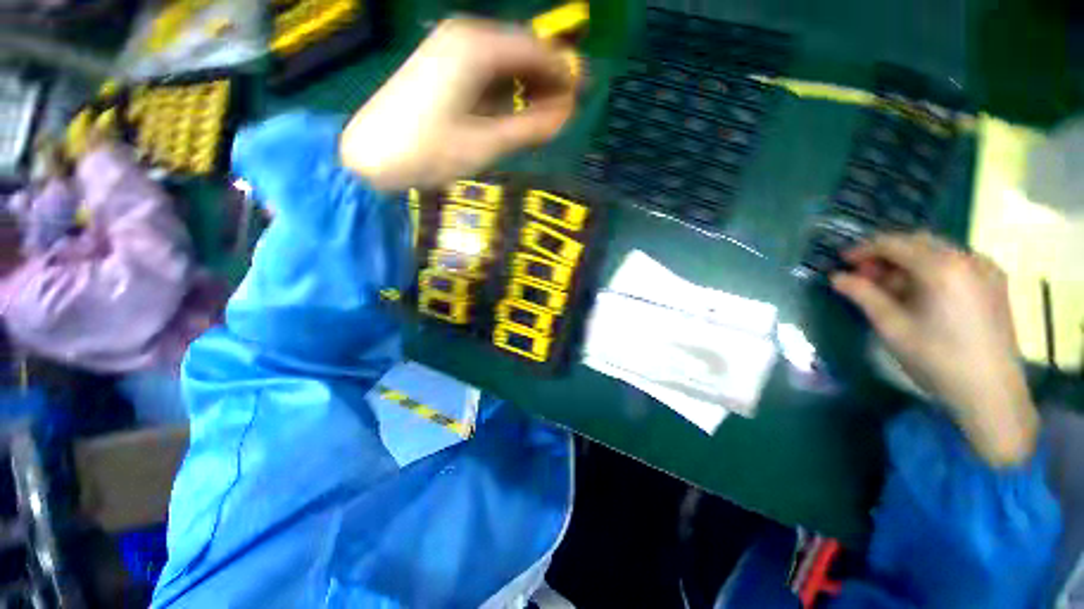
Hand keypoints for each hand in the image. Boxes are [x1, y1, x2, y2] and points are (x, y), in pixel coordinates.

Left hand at [340, 18, 577, 190]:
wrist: (370, 156)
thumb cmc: (430, 151)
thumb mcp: (487, 143)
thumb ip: (531, 127)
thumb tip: (567, 114)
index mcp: (476, 47)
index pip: (536, 50)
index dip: (563, 73)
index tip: (582, 97)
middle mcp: (464, 35)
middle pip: (520, 50)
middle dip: (546, 78)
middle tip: (564, 111)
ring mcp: (448, 47)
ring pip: (503, 59)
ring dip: (526, 84)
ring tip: (543, 115)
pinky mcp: (440, 65)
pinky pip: (485, 69)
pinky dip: (504, 87)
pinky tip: (512, 109)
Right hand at [831, 232, 1038, 465]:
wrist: (991, 391)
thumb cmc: (937, 358)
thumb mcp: (892, 326)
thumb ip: (863, 295)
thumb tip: (836, 277)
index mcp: (942, 267)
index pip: (894, 243)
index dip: (864, 249)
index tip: (842, 262)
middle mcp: (967, 258)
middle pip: (918, 242)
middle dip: (886, 255)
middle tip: (864, 276)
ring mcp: (985, 269)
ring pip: (937, 251)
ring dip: (908, 262)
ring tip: (889, 287)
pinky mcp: (994, 283)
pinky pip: (955, 263)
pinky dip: (930, 269)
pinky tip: (920, 292)